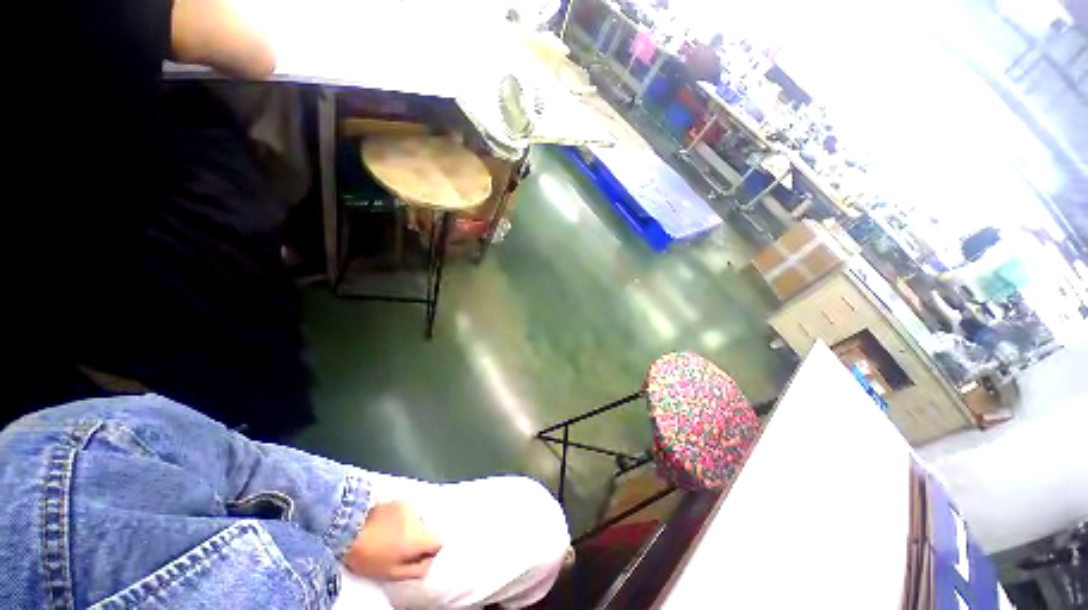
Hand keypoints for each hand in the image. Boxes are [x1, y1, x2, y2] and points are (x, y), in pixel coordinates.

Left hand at [345, 501, 441, 580]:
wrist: (349, 532)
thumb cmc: (370, 557)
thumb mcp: (393, 574)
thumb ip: (417, 570)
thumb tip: (429, 563)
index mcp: (419, 537)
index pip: (438, 542)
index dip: (430, 551)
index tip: (418, 557)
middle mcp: (419, 519)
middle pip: (426, 531)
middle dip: (418, 539)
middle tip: (400, 550)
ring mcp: (409, 506)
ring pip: (416, 521)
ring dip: (409, 528)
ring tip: (391, 537)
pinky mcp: (399, 500)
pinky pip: (407, 513)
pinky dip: (402, 519)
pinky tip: (387, 526)